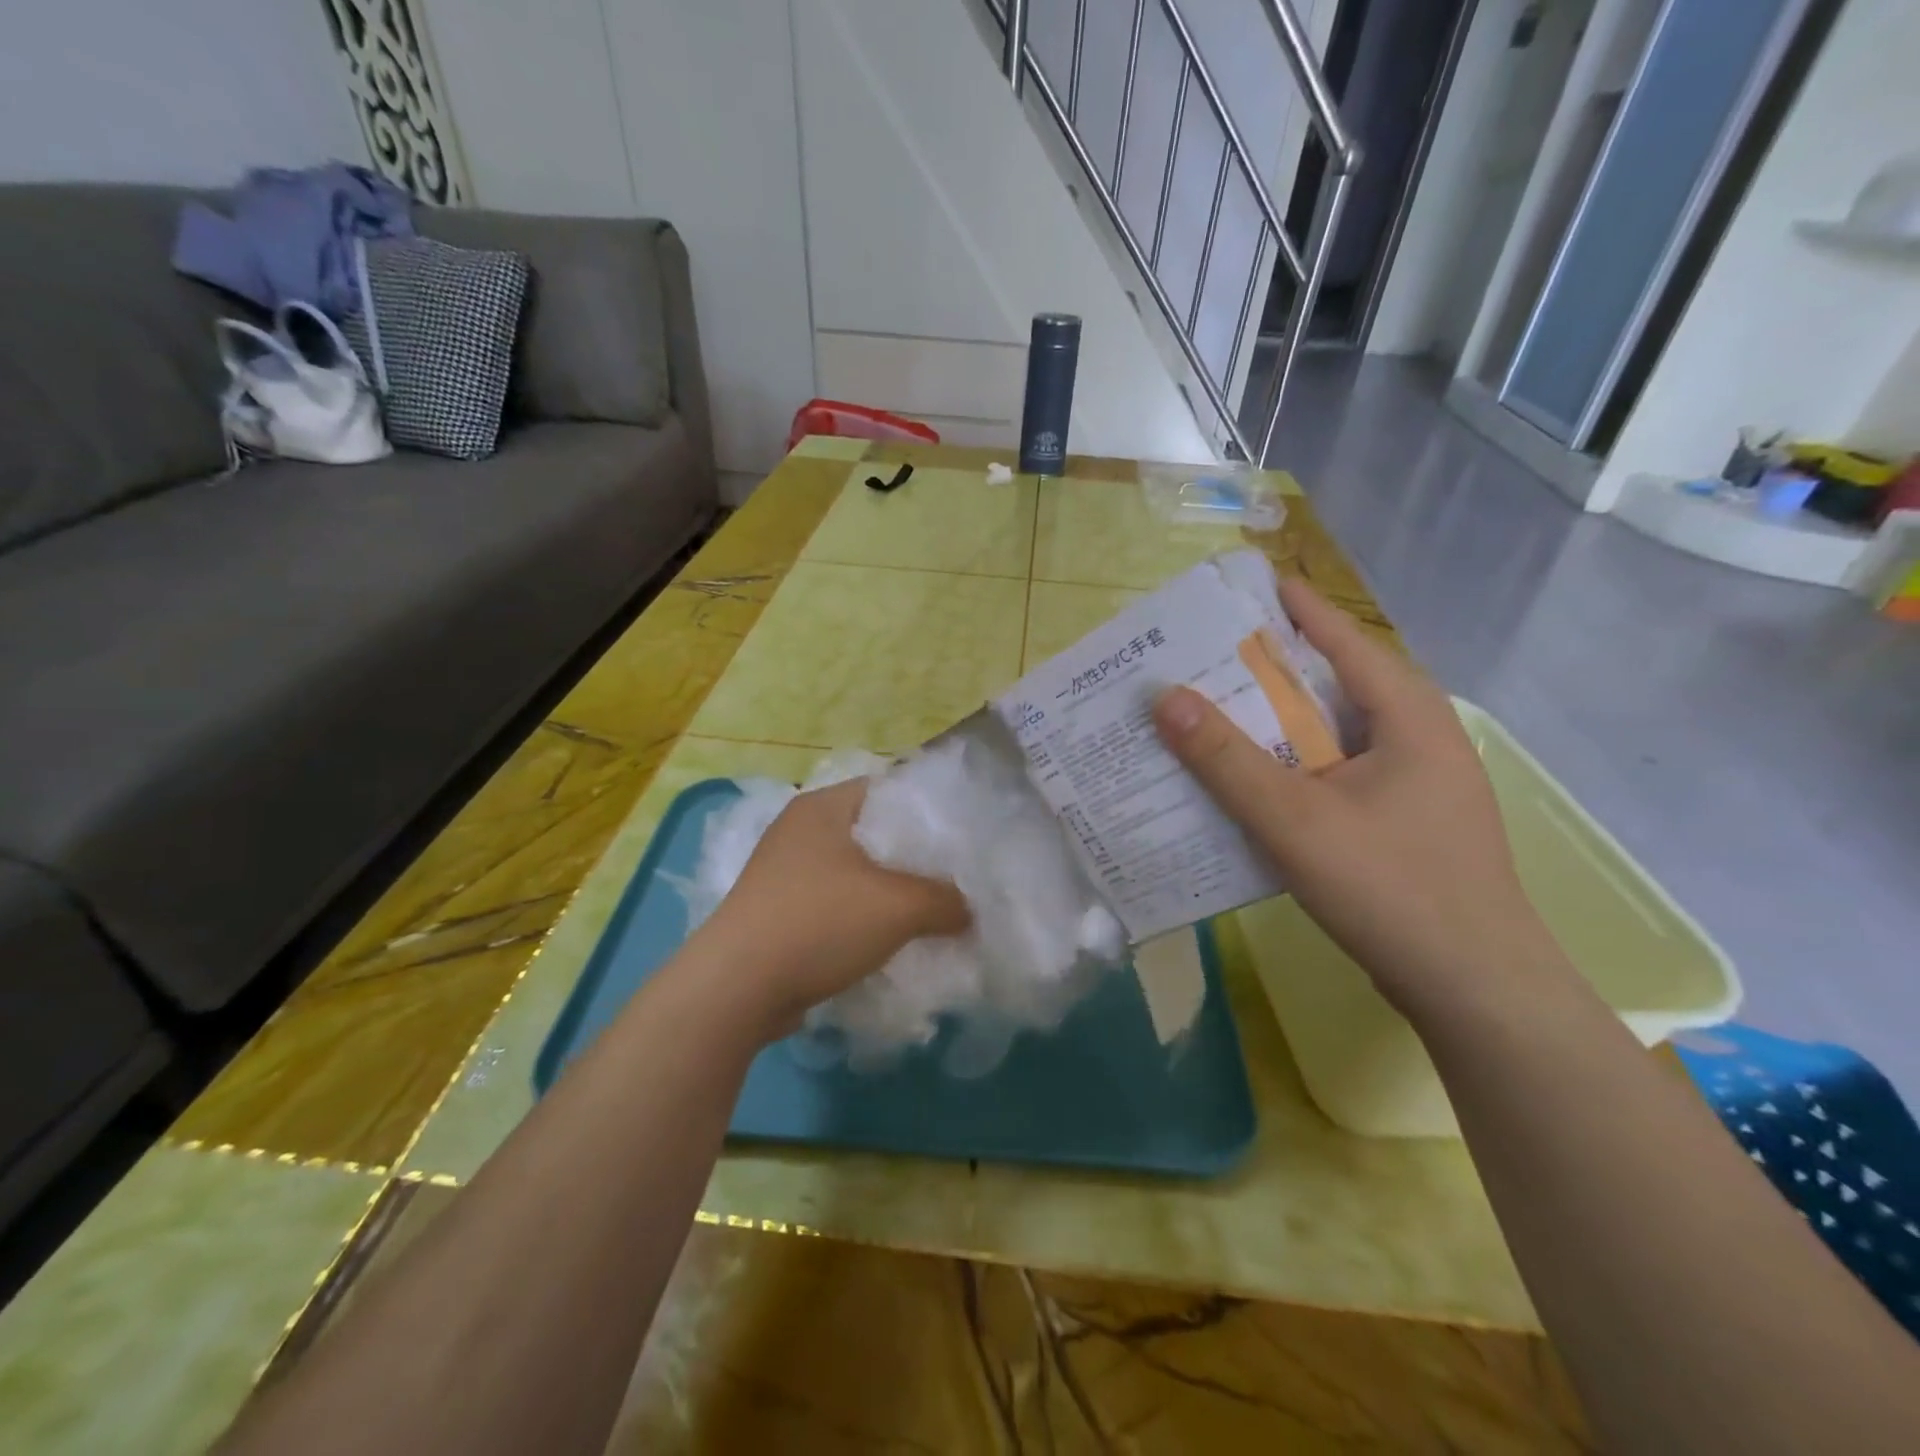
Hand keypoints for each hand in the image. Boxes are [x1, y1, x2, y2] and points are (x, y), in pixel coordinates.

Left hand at [697, 779, 969, 1037]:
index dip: (931, 809)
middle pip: (875, 832)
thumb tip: (968, 909)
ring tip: (932, 910)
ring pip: (856, 871)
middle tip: (957, 876)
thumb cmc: (819, 924)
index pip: (890, 788)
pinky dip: (863, 916)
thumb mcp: (899, 906)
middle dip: (915, 857)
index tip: (965, 834)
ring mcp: (785, 872)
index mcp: (824, 807)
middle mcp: (801, 830)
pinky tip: (892, 939)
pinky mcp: (779, 911)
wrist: (736, 990)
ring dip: (890, 891)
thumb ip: (946, 900)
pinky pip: (836, 903)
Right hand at [1152, 580, 1567, 1017]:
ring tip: (1216, 712)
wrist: (1475, 989)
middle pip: (1334, 684)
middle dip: (1270, 669)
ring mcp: (1414, 784)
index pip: (1344, 640)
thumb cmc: (1392, 888)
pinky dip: (1291, 766)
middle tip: (1207, 655)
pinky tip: (1251, 783)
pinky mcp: (1402, 823)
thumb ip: (1226, 760)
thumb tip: (1164, 698)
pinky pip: (1335, 774)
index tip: (1247, 585)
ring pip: (1332, 734)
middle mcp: (1417, 738)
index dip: (1295, 609)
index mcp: (1408, 716)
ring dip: (1276, 723)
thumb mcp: (1295, 819)